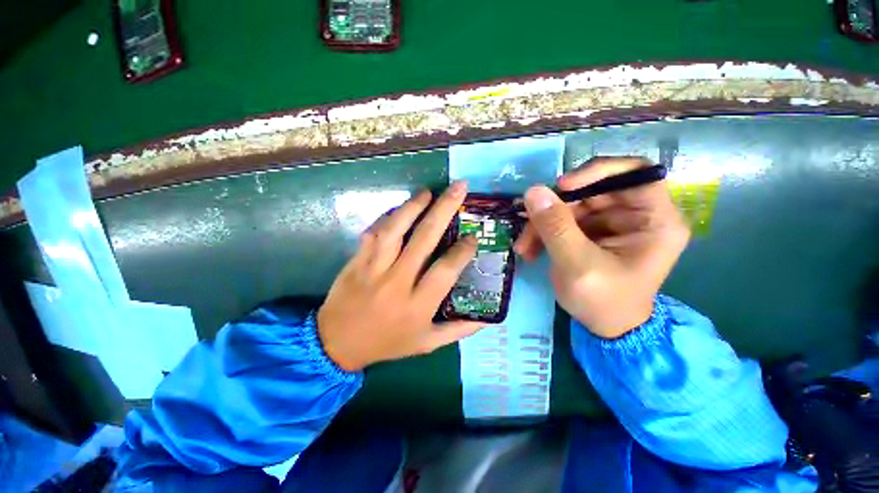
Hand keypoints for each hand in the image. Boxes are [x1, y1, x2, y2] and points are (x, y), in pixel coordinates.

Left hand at [317, 182, 483, 371]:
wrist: (336, 344)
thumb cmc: (386, 343)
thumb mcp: (427, 344)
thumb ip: (459, 330)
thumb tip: (488, 318)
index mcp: (418, 304)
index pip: (446, 269)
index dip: (462, 251)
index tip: (473, 237)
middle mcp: (398, 282)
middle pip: (424, 239)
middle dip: (444, 210)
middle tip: (459, 189)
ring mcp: (374, 268)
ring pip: (395, 229)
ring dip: (412, 206)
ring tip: (427, 192)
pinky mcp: (356, 260)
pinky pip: (373, 233)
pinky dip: (387, 217)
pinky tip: (400, 208)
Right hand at [514, 157, 689, 338]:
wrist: (605, 328)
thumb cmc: (603, 301)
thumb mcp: (577, 265)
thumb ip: (556, 227)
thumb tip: (533, 191)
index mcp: (655, 220)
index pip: (635, 172)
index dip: (597, 171)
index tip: (562, 187)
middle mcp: (636, 215)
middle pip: (593, 190)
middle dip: (555, 208)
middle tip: (528, 225)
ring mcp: (612, 223)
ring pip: (572, 206)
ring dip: (543, 224)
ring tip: (524, 247)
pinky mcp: (593, 232)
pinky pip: (564, 220)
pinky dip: (544, 232)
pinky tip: (530, 249)